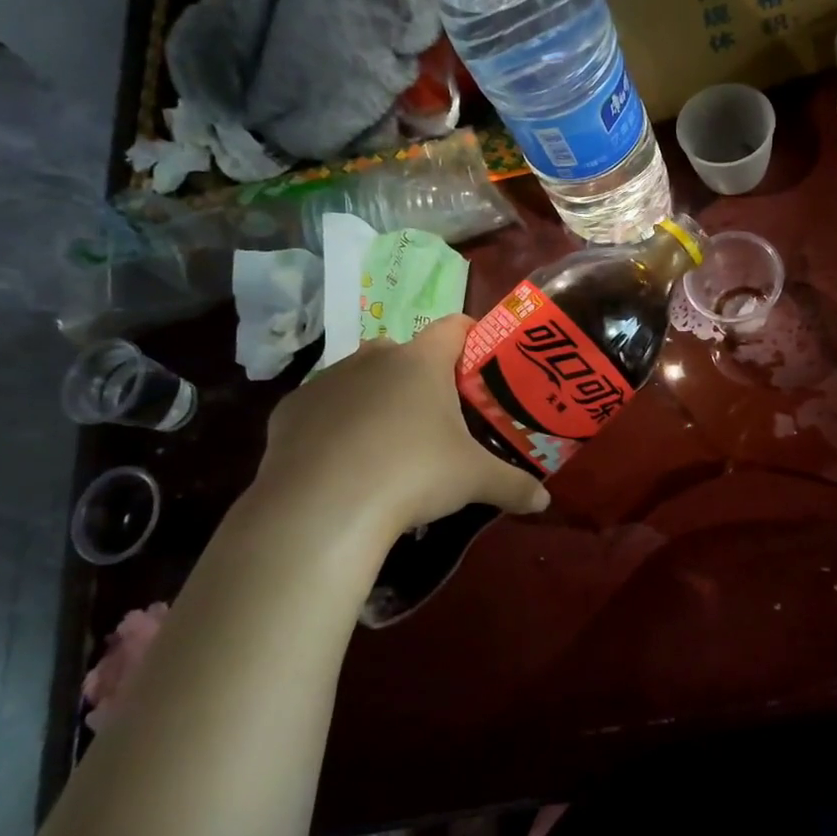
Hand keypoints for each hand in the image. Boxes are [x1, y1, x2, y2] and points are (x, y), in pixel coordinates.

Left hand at [252, 315, 549, 539]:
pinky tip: (343, 459)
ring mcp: (327, 380)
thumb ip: (514, 485)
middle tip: (439, 413)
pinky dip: (336, 423)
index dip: (472, 337)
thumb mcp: (475, 481)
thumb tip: (544, 501)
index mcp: (422, 362)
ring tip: (389, 440)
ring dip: (377, 396)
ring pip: (360, 376)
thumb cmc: (413, 475)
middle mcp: (374, 358)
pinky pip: (323, 407)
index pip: (455, 327)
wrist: (323, 508)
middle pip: (405, 351)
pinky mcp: (291, 409)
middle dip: (422, 375)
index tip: (482, 361)